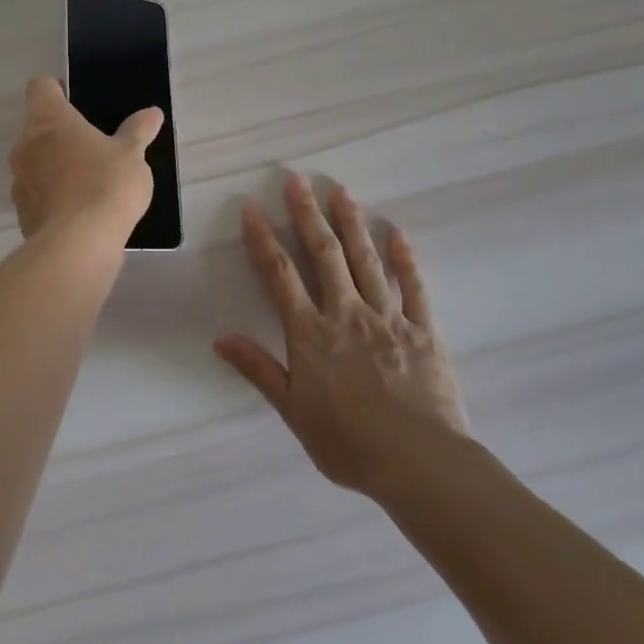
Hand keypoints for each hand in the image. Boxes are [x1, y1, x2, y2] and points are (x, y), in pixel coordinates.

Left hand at [8, 74, 164, 240]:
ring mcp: (19, 181)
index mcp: (49, 120)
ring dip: (55, 166)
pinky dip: (54, 197)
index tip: (75, 99)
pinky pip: (38, 196)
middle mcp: (25, 145)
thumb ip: (138, 132)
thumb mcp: (132, 154)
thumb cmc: (106, 183)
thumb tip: (152, 114)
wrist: (79, 244)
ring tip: (88, 180)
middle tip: (92, 143)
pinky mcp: (22, 214)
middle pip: (37, 127)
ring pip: (35, 163)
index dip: (56, 88)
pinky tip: (80, 210)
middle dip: (60, 134)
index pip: (40, 87)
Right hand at [215, 174, 468, 494]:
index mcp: (311, 333)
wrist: (419, 463)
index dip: (264, 240)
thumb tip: (221, 338)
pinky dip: (405, 260)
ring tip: (341, 192)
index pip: (280, 276)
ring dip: (352, 224)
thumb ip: (259, 370)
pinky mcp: (423, 330)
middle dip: (308, 215)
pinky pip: (413, 288)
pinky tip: (398, 234)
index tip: (253, 209)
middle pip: (324, 255)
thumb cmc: (349, 443)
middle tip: (297, 180)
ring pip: (366, 261)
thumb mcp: (293, 412)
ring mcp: (388, 318)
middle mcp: (347, 313)